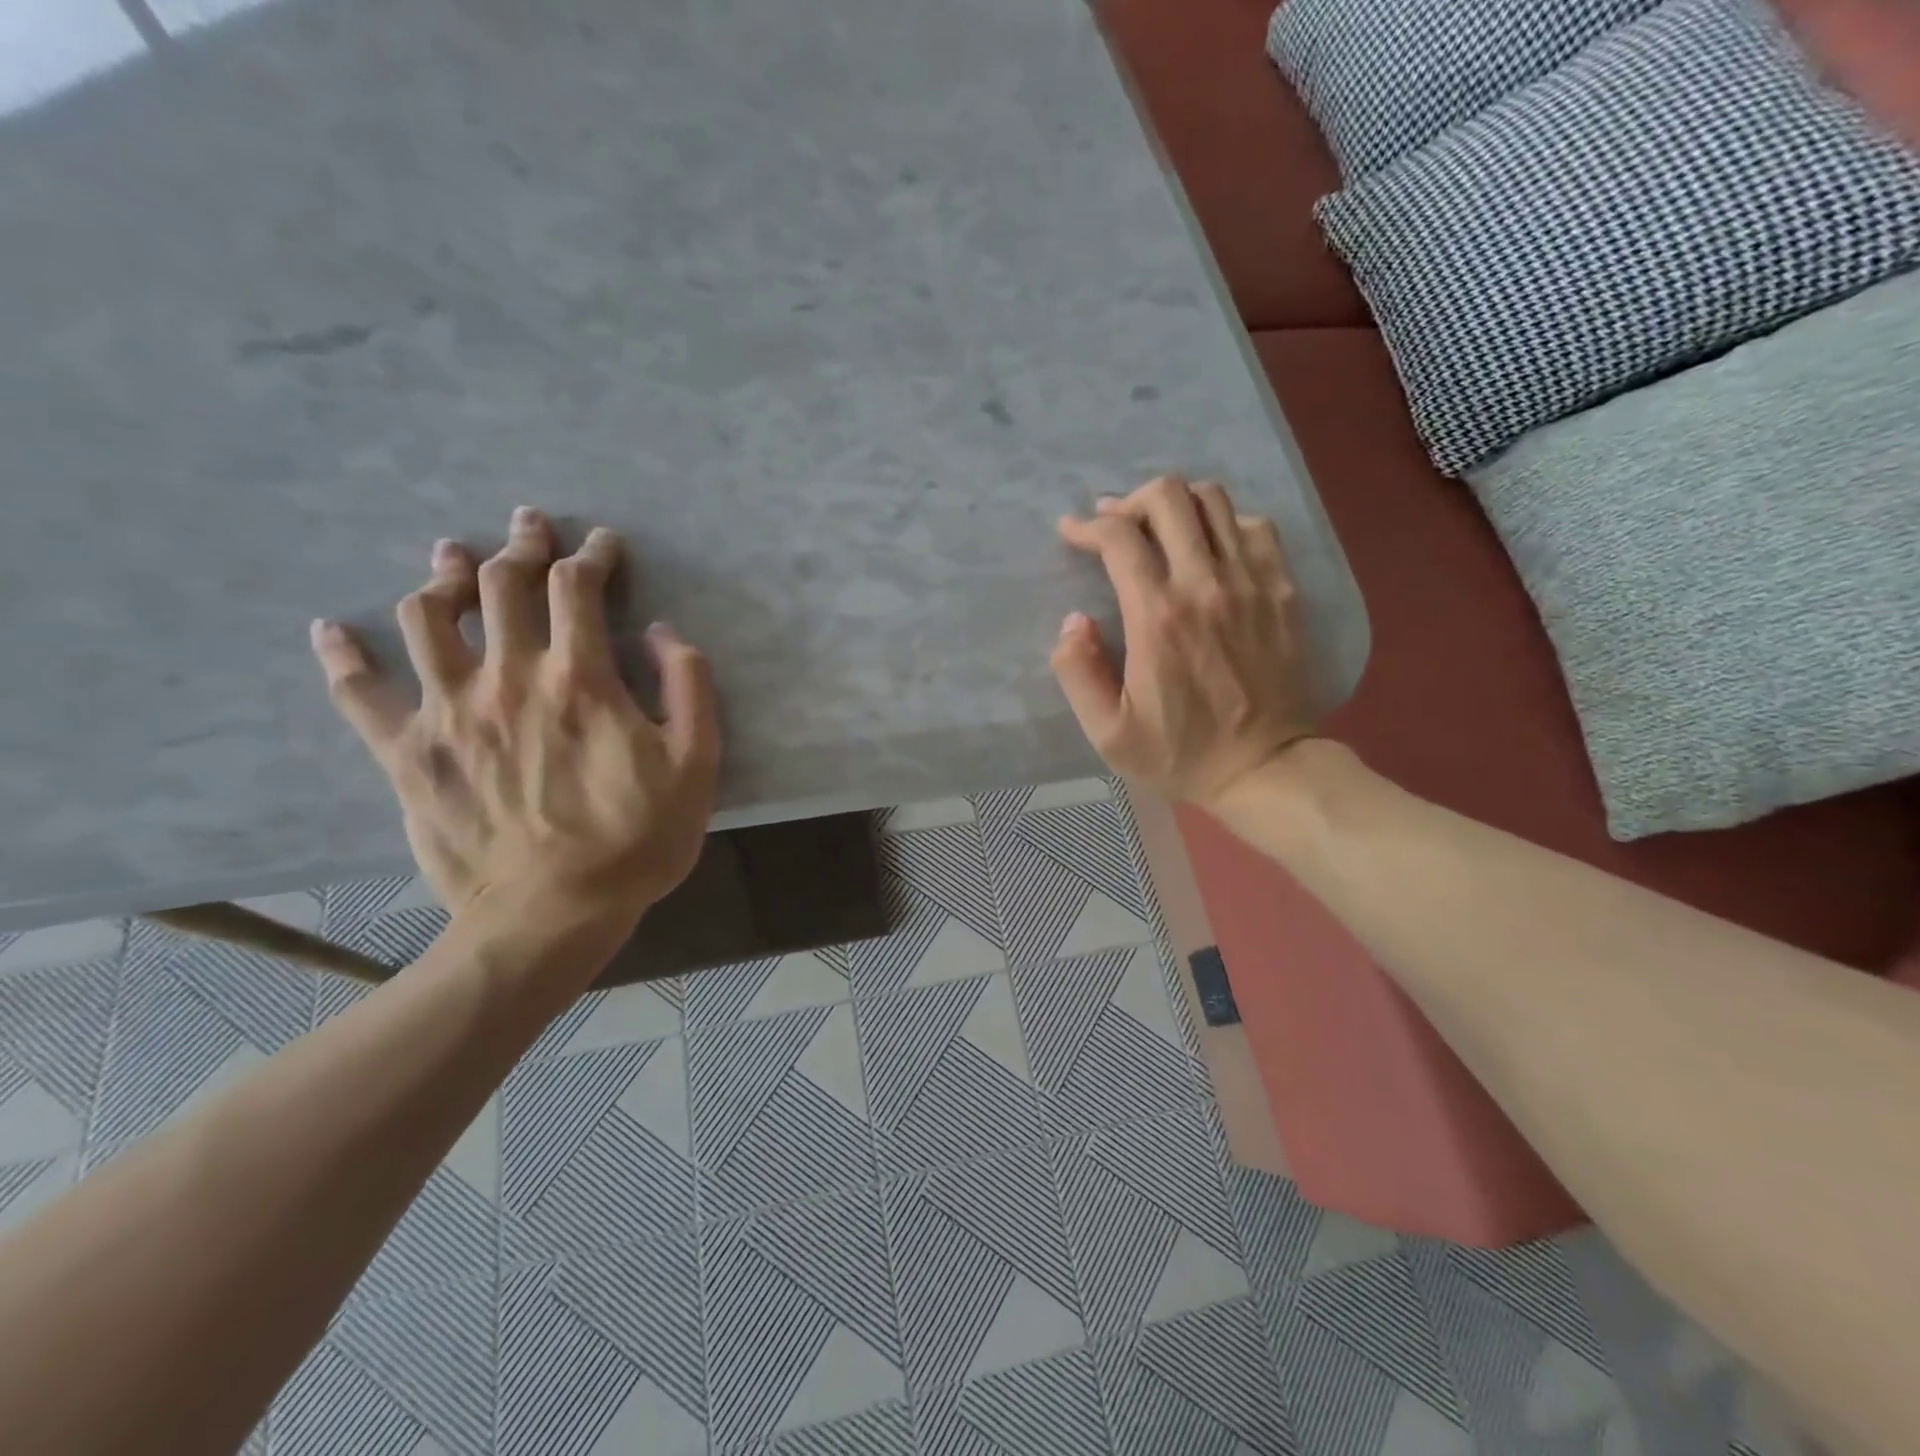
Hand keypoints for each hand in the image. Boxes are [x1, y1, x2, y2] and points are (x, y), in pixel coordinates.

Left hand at [309, 507, 721, 933]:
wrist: (551, 915)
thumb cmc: (636, 841)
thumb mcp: (697, 766)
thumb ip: (689, 689)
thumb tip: (663, 632)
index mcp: (579, 680)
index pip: (577, 589)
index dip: (591, 556)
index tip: (602, 545)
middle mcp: (507, 678)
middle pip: (501, 586)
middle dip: (520, 545)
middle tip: (529, 525)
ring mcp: (448, 712)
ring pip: (428, 618)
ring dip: (442, 577)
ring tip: (451, 559)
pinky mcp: (407, 753)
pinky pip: (359, 692)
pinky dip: (342, 655)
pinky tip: (332, 630)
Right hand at [1053, 476, 1315, 810]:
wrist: (1265, 768)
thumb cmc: (1180, 753)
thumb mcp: (1108, 733)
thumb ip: (1078, 672)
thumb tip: (1074, 621)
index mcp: (1157, 616)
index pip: (1118, 537)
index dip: (1087, 526)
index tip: (1072, 533)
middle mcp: (1205, 583)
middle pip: (1168, 498)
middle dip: (1131, 502)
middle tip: (1116, 527)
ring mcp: (1251, 582)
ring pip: (1215, 501)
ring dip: (1178, 505)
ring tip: (1160, 530)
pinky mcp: (1282, 590)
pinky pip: (1256, 527)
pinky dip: (1226, 524)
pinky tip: (1211, 549)